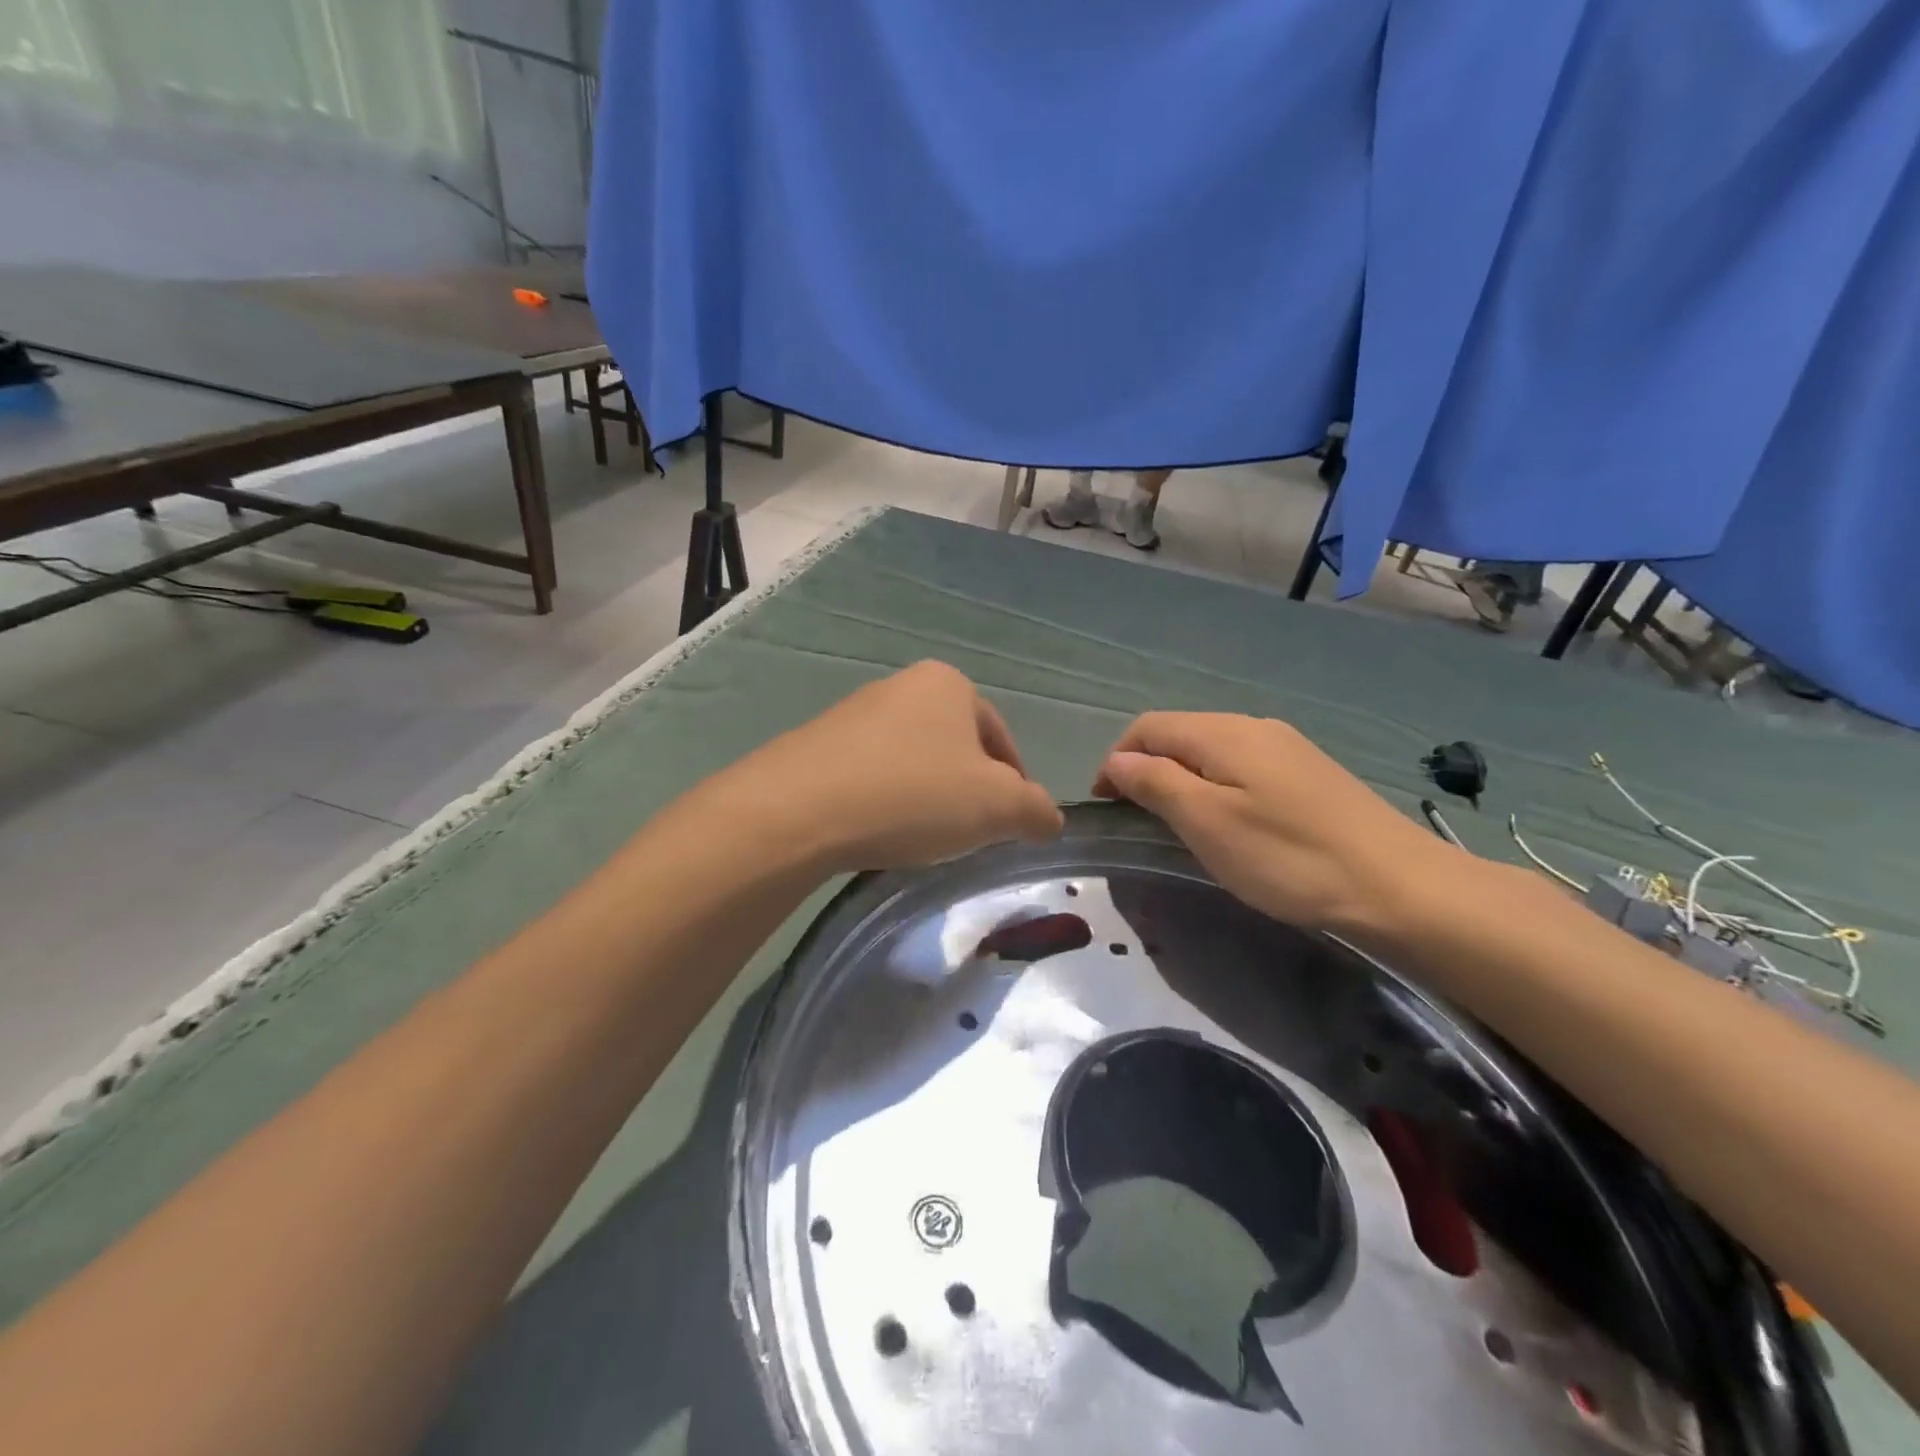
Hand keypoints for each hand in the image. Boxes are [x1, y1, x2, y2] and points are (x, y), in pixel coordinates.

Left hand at [718, 661, 1063, 873]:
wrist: (798, 810)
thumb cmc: (913, 795)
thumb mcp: (997, 807)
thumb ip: (1036, 810)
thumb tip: (1050, 819)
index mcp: (949, 684)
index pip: (1001, 739)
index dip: (1015, 786)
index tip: (1009, 827)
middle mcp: (901, 686)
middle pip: (956, 749)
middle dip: (968, 792)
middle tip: (967, 836)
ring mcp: (854, 713)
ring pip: (913, 762)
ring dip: (926, 798)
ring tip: (919, 839)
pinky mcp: (817, 745)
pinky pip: (871, 775)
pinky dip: (885, 802)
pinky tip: (877, 832)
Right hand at [1092, 712, 1451, 936]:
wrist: (1399, 887)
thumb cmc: (1288, 857)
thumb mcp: (1207, 823)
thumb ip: (1156, 783)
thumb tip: (1117, 761)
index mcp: (1224, 733)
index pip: (1149, 727)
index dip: (1116, 759)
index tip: (1105, 805)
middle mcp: (1253, 726)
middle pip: (1180, 734)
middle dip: (1147, 767)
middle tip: (1136, 818)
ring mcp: (1287, 747)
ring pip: (1212, 750)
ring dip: (1180, 777)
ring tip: (1176, 823)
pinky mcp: (1308, 773)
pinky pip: (1242, 766)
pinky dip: (1215, 786)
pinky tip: (1228, 822)